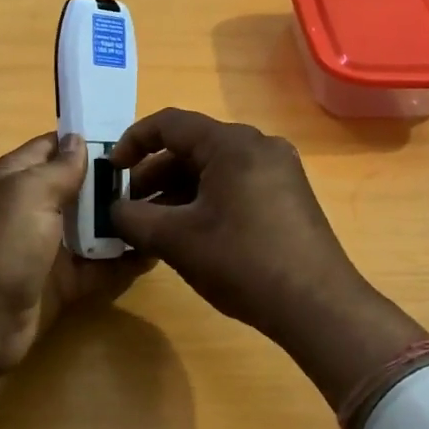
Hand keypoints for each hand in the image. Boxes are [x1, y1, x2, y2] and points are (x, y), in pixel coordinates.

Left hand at [0, 132, 146, 421]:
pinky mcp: (63, 281)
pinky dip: (123, 260)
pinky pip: (99, 266)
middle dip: (113, 181)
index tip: (130, 138)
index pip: (53, 148)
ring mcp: (48, 247)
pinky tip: (155, 250)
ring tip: (167, 209)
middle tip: (161, 175)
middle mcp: (33, 209)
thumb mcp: (29, 193)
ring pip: (92, 227)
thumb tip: (78, 139)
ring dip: (123, 220)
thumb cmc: (2, 245)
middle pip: (78, 188)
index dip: (86, 140)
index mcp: (17, 179)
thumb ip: (59, 168)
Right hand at [109, 108, 428, 407]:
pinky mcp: (288, 195)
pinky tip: (191, 232)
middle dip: (154, 174)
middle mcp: (259, 145)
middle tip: (130, 206)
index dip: (132, 142)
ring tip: (155, 225)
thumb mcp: (175, 240)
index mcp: (231, 144)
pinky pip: (236, 183)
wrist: (316, 305)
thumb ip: (133, 218)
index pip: (169, 124)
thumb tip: (115, 211)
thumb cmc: (241, 262)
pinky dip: (206, 199)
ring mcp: (279, 170)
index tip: (111, 170)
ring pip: (214, 167)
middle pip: (193, 146)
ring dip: (178, 190)